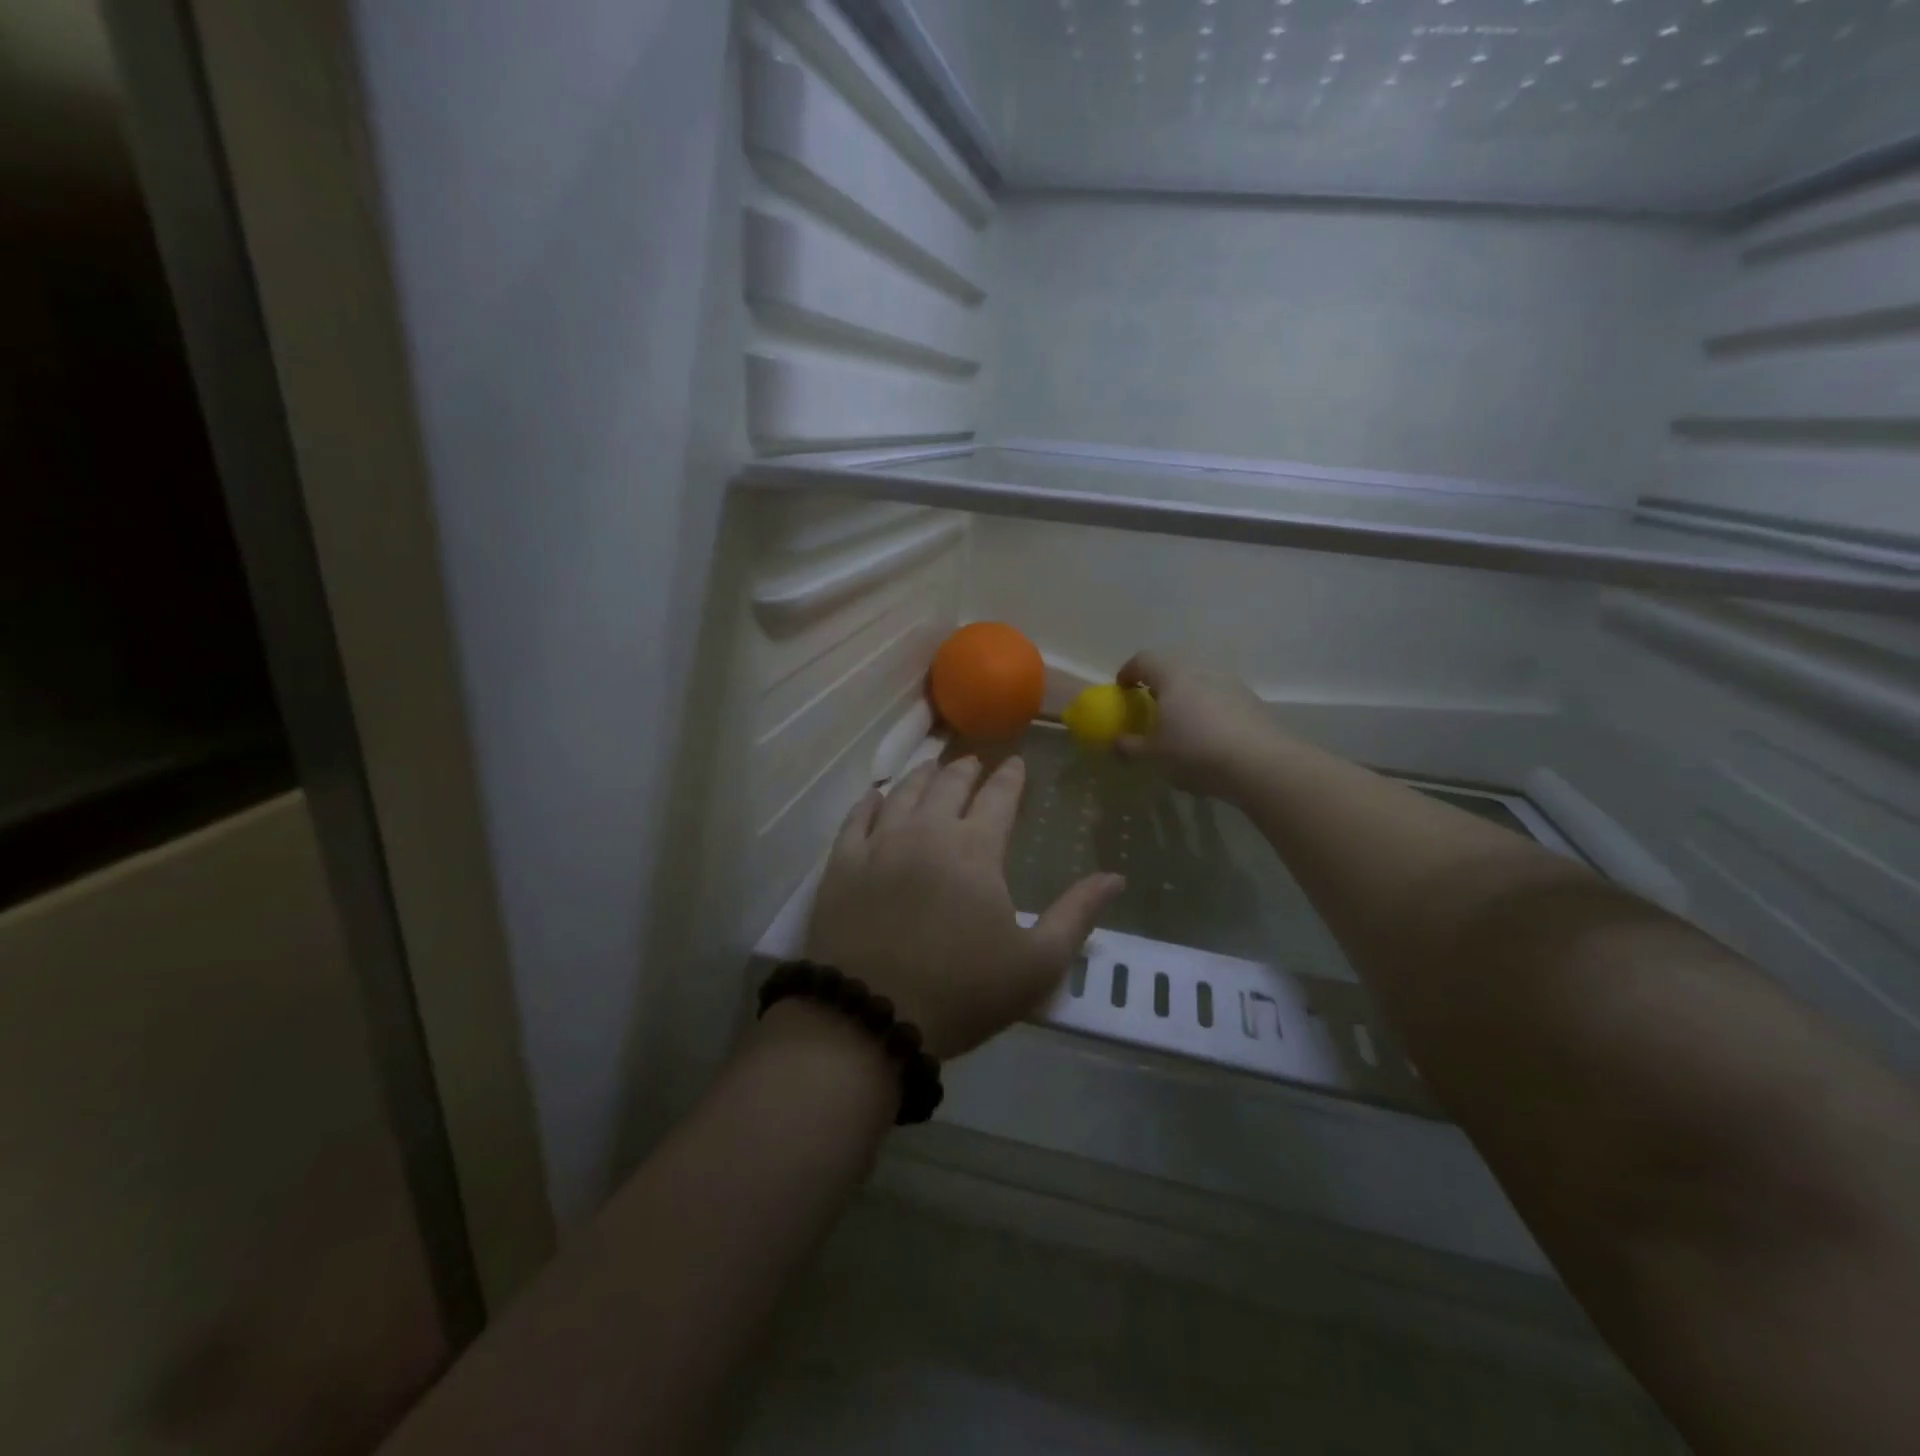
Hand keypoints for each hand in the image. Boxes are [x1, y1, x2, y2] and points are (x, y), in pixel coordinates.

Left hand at [806, 756, 1123, 1058]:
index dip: (1010, 777)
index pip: (998, 797)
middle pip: (948, 784)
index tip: (1016, 763)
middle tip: (974, 762)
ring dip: (923, 775)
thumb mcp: (1037, 964)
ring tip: (932, 767)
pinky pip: (857, 817)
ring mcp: (879, 844)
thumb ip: (1077, 914)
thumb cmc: (962, 992)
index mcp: (975, 849)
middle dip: (966, 769)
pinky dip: (871, 801)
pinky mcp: (842, 864)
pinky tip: (877, 795)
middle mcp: (927, 831)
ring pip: (903, 792)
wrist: (870, 1018)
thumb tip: (1115, 877)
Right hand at [1115, 651, 1280, 801]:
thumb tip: (1116, 742)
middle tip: (1149, 702)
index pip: (1144, 659)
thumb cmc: (1195, 751)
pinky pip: (1219, 695)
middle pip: (1173, 664)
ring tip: (1179, 720)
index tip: (1121, 689)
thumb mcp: (1153, 755)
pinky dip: (1207, 706)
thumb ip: (1130, 746)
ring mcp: (1229, 682)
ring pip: (1199, 679)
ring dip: (1185, 693)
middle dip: (1158, 680)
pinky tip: (1207, 734)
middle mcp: (1201, 669)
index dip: (1128, 671)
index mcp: (1172, 675)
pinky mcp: (1250, 699)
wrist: (1260, 763)